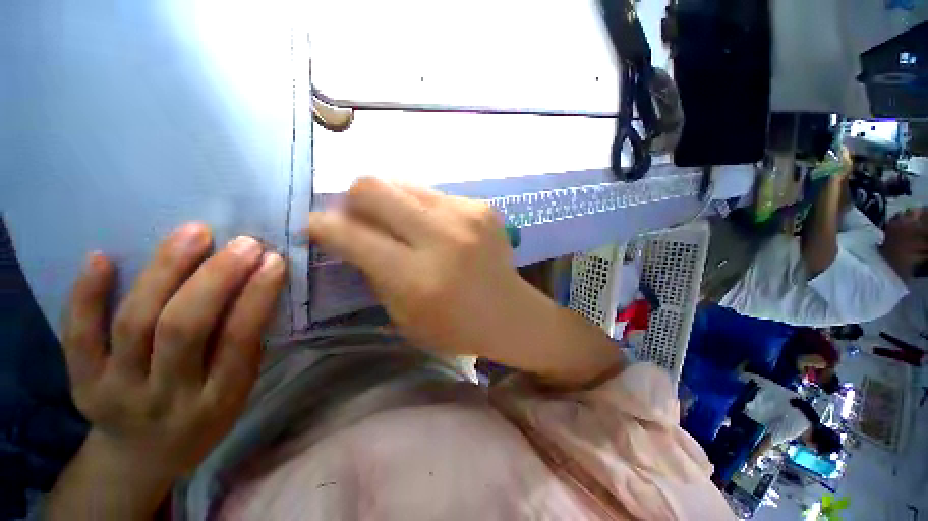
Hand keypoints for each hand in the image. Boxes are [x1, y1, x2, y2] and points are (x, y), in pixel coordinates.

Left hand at [60, 223, 284, 484]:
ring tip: (194, 234)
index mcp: (216, 400)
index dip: (256, 297)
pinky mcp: (81, 383)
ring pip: (134, 323)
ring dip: (164, 271)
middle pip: (183, 329)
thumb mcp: (237, 391)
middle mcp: (165, 397)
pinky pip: (77, 337)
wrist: (143, 455)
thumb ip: (243, 345)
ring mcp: (116, 391)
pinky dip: (86, 296)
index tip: (273, 261)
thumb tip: (256, 287)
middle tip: (242, 243)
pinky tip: (102, 257)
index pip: (238, 341)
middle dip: (215, 278)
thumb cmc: (204, 416)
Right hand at [305, 178, 623, 384]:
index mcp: (417, 277)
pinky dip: (423, 210)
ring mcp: (466, 216)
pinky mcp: (482, 207)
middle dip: (354, 199)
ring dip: (391, 203)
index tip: (316, 225)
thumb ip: (373, 272)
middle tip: (359, 219)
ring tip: (403, 226)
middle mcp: (442, 237)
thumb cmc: (455, 327)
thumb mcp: (403, 315)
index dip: (322, 225)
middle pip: (373, 186)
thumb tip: (349, 235)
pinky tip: (437, 231)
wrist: (510, 313)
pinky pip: (434, 195)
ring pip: (404, 184)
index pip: (352, 234)